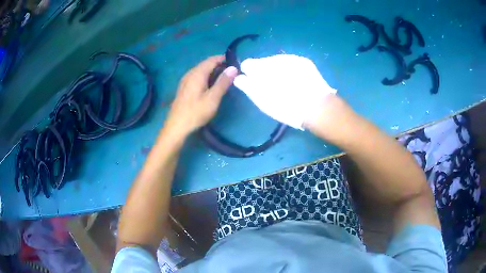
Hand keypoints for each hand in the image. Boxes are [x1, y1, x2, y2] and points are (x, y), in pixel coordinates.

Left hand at [165, 56, 237, 137]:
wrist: (176, 127)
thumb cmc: (196, 113)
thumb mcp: (213, 98)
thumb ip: (223, 82)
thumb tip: (233, 68)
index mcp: (197, 74)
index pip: (212, 60)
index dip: (223, 59)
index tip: (235, 63)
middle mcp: (190, 74)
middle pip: (205, 64)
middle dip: (219, 65)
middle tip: (231, 71)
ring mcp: (185, 81)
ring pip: (201, 70)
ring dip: (212, 71)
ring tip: (223, 78)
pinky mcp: (183, 88)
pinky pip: (196, 77)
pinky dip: (206, 77)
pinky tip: (210, 85)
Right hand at [234, 54, 336, 129]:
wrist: (317, 107)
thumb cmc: (286, 106)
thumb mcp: (262, 100)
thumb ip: (247, 86)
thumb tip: (239, 77)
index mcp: (261, 67)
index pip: (247, 64)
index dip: (249, 74)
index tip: (255, 84)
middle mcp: (275, 58)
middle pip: (263, 62)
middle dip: (264, 72)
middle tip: (273, 88)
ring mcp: (291, 58)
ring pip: (278, 62)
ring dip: (278, 70)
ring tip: (286, 85)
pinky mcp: (305, 61)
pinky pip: (291, 63)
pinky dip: (290, 70)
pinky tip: (297, 81)